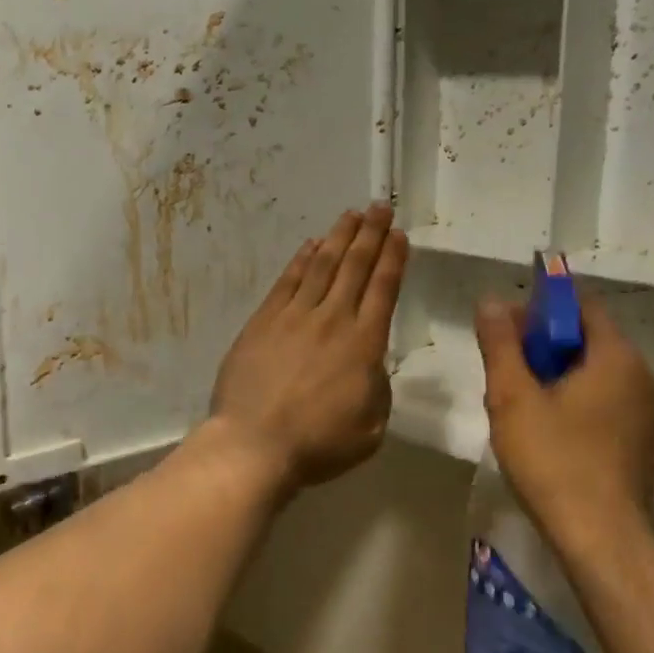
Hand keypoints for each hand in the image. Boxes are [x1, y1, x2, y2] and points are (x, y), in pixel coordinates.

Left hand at [210, 205, 408, 496]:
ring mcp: (295, 316)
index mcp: (364, 344)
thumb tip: (370, 364)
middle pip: (355, 266)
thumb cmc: (319, 444)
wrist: (254, 445)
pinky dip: (301, 259)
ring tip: (352, 215)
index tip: (399, 234)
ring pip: (322, 265)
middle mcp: (333, 319)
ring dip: (339, 237)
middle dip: (371, 233)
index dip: (393, 257)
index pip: (384, 288)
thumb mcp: (371, 427)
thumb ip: (377, 387)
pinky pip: (287, 281)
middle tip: (381, 206)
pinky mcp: (264, 321)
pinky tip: (311, 244)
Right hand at [474, 294, 653, 552]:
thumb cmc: (556, 463)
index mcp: (618, 356)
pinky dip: (571, 398)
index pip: (580, 305)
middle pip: (586, 337)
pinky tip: (542, 427)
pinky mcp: (639, 439)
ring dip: (553, 373)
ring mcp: (645, 410)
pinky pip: (602, 398)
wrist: (603, 542)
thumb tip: (491, 300)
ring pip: (592, 371)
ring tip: (515, 400)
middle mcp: (641, 375)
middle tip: (502, 366)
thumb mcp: (514, 398)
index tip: (505, 325)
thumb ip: (501, 344)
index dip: (540, 306)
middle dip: (541, 343)